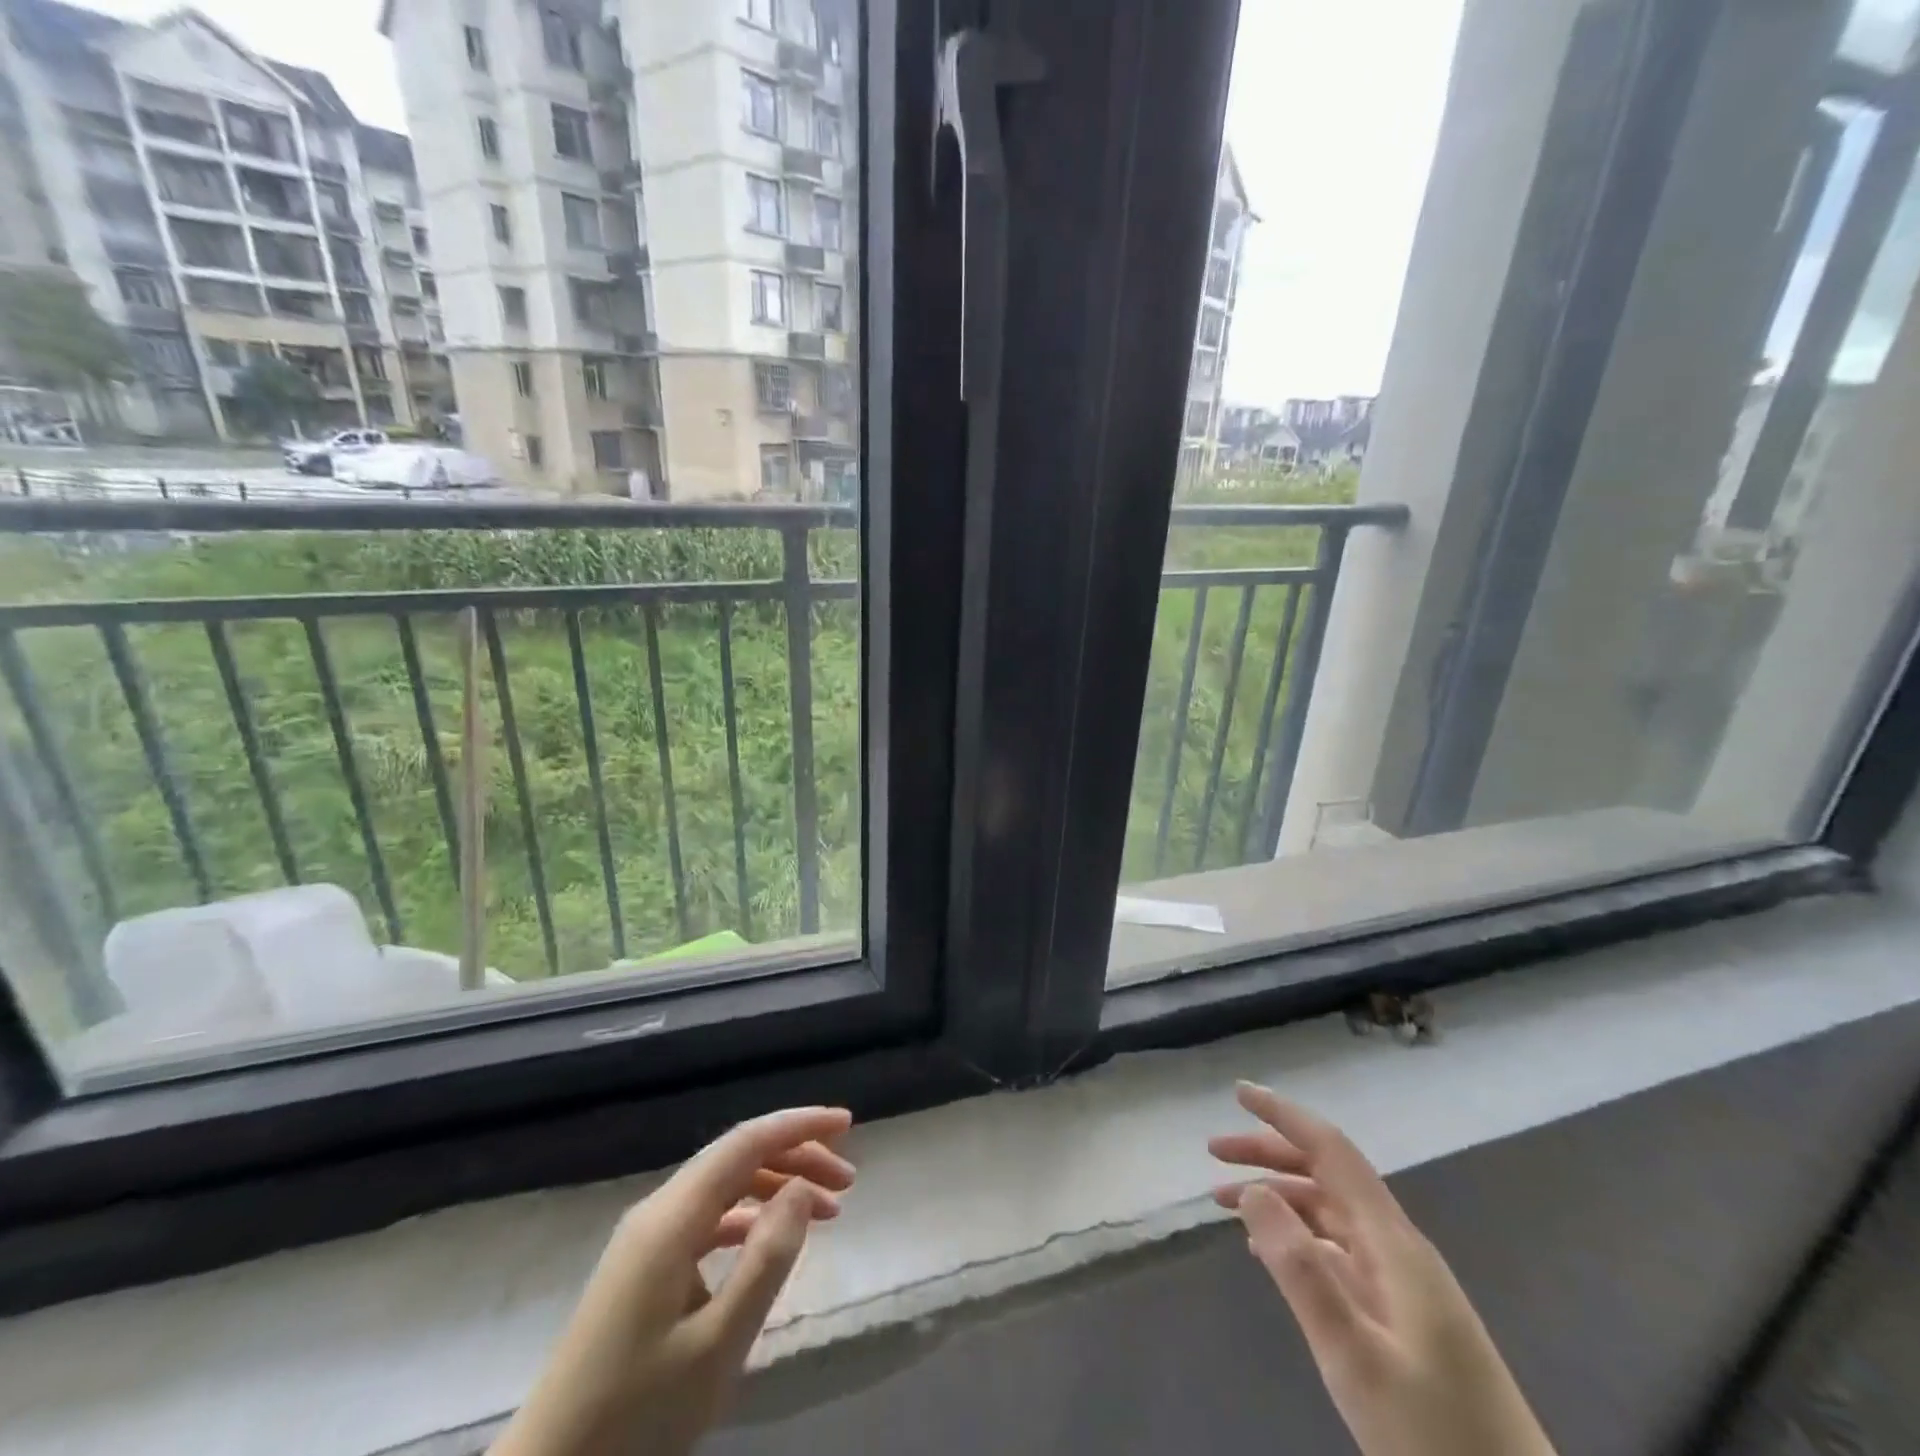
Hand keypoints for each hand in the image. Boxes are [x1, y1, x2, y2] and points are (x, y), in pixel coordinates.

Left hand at [491, 1107, 855, 1455]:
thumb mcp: (717, 1345)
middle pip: (737, 1158)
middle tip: (847, 1181)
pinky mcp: (643, 1268)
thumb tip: (802, 1187)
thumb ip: (766, 1258)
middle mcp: (658, 1211)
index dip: (798, 1125)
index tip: (847, 1124)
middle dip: (796, 1157)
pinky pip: (707, 1218)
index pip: (746, 1142)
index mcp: (672, 1218)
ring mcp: (646, 1239)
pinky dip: (749, 1218)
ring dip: (776, 1187)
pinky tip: (773, 1240)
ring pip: (724, 1186)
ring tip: (827, 1210)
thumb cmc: (634, 1418)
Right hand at [1211, 1083, 1555, 1455]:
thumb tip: (1254, 1190)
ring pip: (1329, 1213)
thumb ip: (1301, 1270)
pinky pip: (1338, 1250)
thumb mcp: (1355, 1357)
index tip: (1238, 1093)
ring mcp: (1404, 1283)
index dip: (1285, 1116)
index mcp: (1393, 1243)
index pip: (1332, 1151)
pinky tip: (1266, 1251)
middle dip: (1268, 1154)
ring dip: (1276, 1196)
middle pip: (1326, 1176)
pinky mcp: (1403, 1316)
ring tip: (1222, 1201)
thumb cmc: (1434, 1434)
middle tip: (1213, 1151)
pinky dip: (1295, 1235)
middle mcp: (1398, 1248)